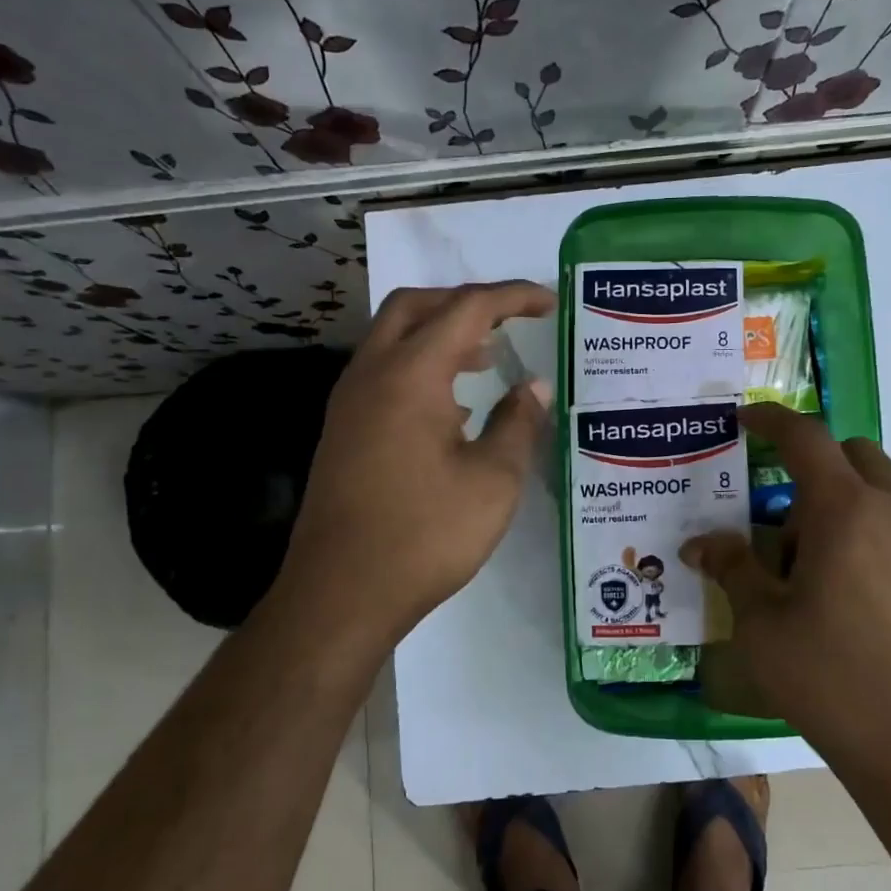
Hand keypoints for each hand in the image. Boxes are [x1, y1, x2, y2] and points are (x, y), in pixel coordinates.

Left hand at [275, 280, 556, 647]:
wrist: (341, 592)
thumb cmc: (425, 535)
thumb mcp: (492, 481)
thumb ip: (518, 423)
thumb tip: (535, 388)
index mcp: (411, 375)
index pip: (467, 309)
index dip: (513, 297)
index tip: (549, 302)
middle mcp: (371, 374)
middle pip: (417, 306)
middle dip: (466, 302)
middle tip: (510, 320)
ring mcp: (350, 402)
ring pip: (394, 338)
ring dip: (441, 334)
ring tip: (488, 359)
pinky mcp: (343, 430)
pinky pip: (383, 372)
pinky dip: (420, 366)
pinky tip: (452, 407)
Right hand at [682, 403, 890, 791]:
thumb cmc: (834, 685)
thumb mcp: (762, 628)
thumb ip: (733, 569)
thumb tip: (701, 543)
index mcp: (848, 513)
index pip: (806, 438)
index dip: (772, 420)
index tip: (748, 419)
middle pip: (858, 458)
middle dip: (819, 472)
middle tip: (792, 530)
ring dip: (858, 517)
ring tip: (836, 584)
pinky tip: (885, 617)